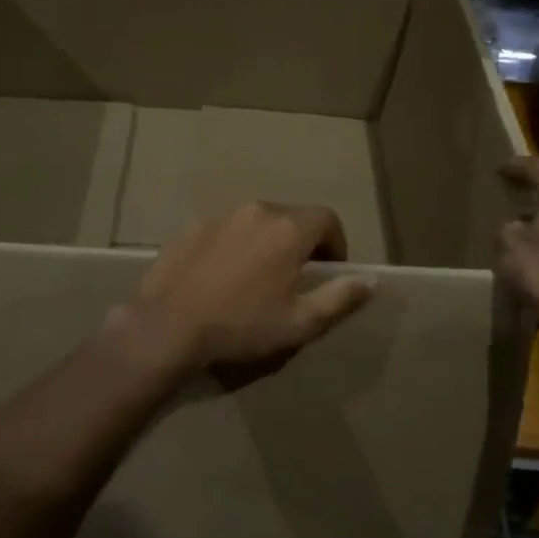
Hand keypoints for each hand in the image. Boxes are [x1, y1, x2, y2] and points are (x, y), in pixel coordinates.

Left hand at [127, 202, 375, 386]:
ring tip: (254, 280)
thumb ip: (339, 297)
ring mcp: (220, 215)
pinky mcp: (191, 226)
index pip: (328, 219)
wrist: (168, 326)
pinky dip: (233, 245)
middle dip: (300, 243)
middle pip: (292, 217)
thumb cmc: (241, 327)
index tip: (326, 273)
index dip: (335, 245)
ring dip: (265, 242)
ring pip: (256, 221)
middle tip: (291, 281)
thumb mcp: (300, 322)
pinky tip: (220, 277)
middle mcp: (256, 210)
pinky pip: (225, 229)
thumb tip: (370, 279)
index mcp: (288, 228)